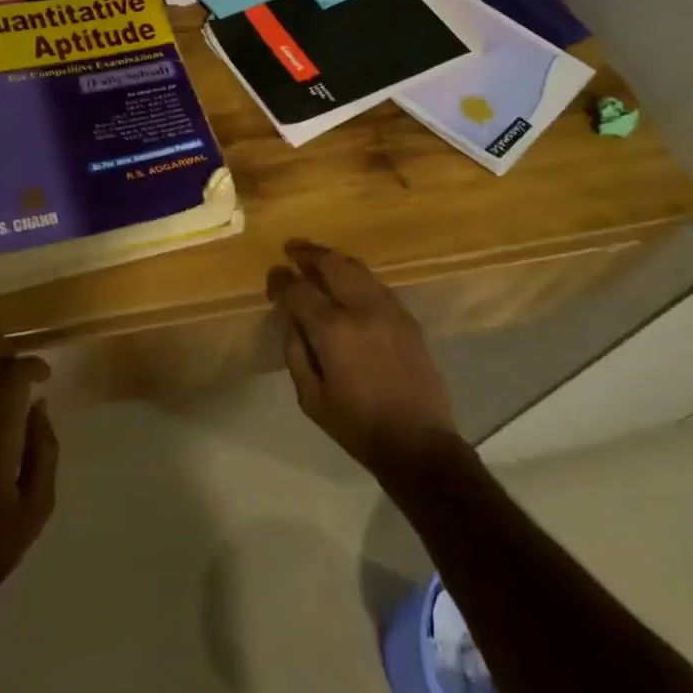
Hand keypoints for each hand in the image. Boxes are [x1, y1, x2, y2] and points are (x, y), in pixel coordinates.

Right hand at [267, 241, 460, 477]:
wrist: (418, 443)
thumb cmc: (357, 425)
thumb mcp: (311, 398)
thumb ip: (296, 352)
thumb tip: (290, 320)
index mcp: (334, 331)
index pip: (300, 291)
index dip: (282, 281)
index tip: (274, 275)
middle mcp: (362, 309)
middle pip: (333, 264)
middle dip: (309, 254)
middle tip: (293, 249)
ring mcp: (390, 310)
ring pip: (358, 269)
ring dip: (335, 260)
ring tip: (318, 260)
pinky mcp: (408, 319)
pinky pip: (378, 285)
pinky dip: (357, 277)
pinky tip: (348, 284)